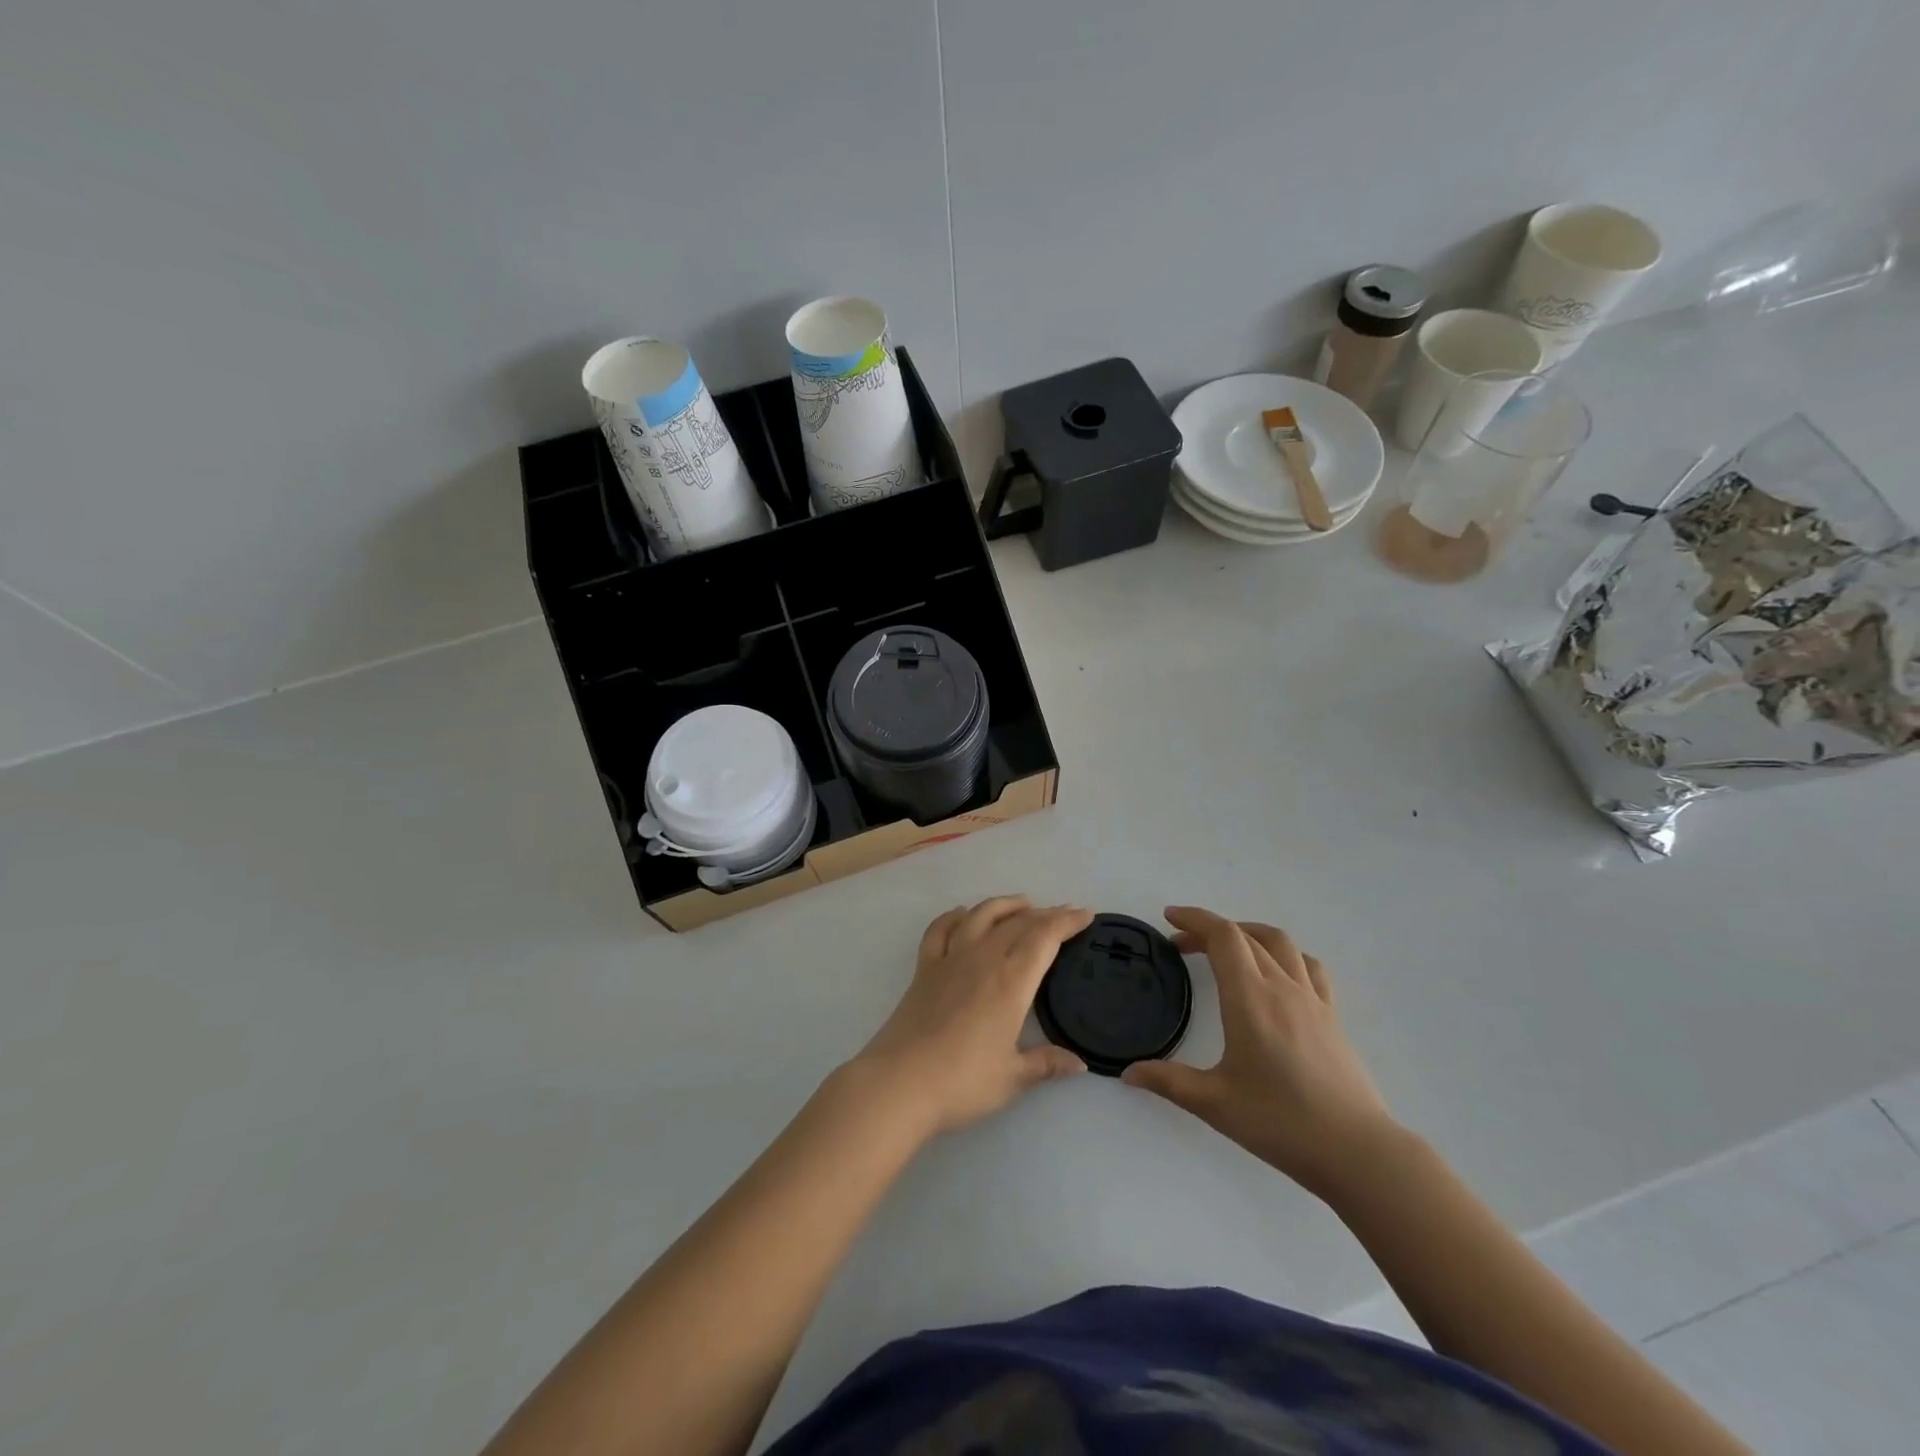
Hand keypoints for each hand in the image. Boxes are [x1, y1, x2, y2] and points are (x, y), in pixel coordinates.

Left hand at [852, 897, 1093, 1136]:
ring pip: (980, 916)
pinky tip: (963, 915)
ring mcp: (949, 960)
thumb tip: (1079, 1063)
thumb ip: (1046, 1064)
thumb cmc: (962, 1082)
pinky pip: (940, 930)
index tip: (1085, 914)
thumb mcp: (1012, 1078)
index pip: (1045, 937)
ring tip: (1022, 903)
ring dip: (1004, 905)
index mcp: (1011, 981)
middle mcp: (982, 959)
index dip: (1066, 922)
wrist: (900, 1083)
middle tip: (1063, 913)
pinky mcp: (924, 969)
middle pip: (1017, 923)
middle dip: (1045, 914)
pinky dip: (954, 916)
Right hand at [1122, 906, 1397, 1197]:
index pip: (1222, 936)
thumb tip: (1128, 1073)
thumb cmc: (1280, 1122)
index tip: (1170, 918)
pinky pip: (1308, 966)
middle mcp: (1281, 987)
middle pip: (1245, 936)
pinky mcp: (1332, 1016)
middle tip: (1183, 945)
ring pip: (1280, 943)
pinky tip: (1276, 973)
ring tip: (1228, 947)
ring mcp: (1312, 999)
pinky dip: (1284, 955)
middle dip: (1210, 930)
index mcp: (1250, 998)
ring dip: (1248, 933)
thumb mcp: (1214, 1103)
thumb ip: (1168, 1082)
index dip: (1194, 919)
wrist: (1357, 1151)